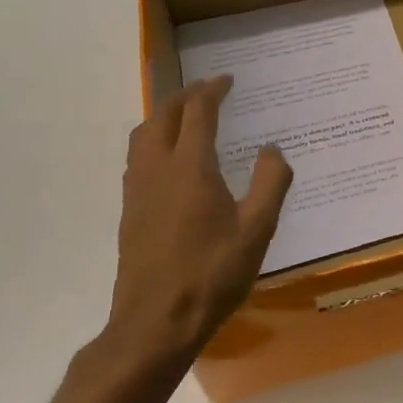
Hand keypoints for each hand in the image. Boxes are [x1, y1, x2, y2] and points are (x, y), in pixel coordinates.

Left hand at [104, 76, 291, 364]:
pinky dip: (154, 139)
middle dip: (186, 95)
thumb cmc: (212, 273)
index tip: (228, 79)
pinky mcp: (129, 210)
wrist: (155, 322)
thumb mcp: (257, 230)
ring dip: (164, 115)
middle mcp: (157, 168)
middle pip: (164, 115)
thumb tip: (272, 149)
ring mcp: (137, 189)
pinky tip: (170, 159)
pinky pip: (138, 157)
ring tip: (186, 116)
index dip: (213, 90)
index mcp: (190, 166)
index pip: (197, 112)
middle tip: (208, 89)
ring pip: (143, 134)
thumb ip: (270, 183)